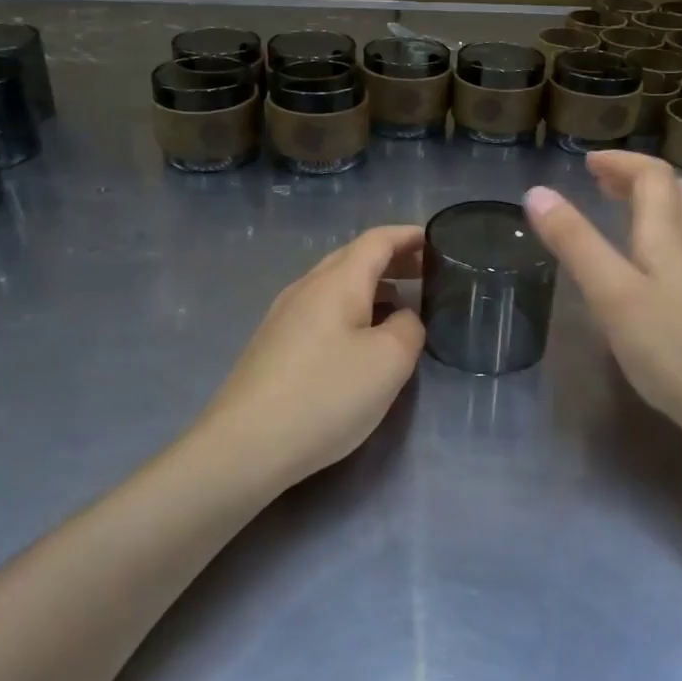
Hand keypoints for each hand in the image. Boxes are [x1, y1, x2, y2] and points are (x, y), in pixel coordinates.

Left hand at [194, 225, 425, 488]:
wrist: (245, 445)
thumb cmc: (325, 395)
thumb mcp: (389, 361)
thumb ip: (408, 328)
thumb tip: (401, 318)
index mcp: (336, 282)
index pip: (376, 241)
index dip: (407, 236)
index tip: (436, 239)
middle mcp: (305, 288)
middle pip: (351, 258)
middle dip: (390, 259)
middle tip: (425, 272)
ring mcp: (283, 316)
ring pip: (333, 285)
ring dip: (370, 286)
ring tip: (399, 304)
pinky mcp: (273, 345)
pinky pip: (320, 311)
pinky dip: (350, 309)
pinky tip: (359, 338)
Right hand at [524, 153, 681, 441]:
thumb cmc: (670, 349)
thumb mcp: (610, 294)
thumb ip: (574, 243)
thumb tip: (537, 192)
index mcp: (668, 236)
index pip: (653, 176)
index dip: (621, 162)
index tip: (587, 163)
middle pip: (679, 191)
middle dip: (640, 178)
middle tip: (605, 186)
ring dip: (667, 202)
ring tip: (639, 213)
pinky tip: (676, 261)